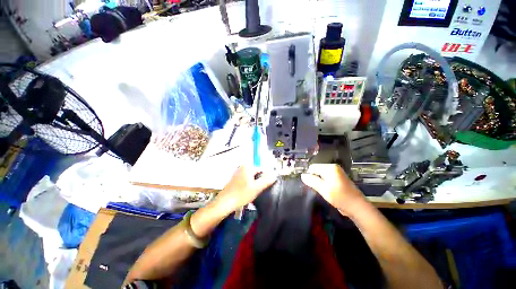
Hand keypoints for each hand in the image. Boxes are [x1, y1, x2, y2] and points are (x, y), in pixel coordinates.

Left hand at [214, 166, 276, 214]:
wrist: (224, 203)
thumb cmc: (241, 195)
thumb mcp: (256, 188)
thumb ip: (266, 180)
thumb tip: (274, 175)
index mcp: (248, 167)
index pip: (262, 170)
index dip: (265, 179)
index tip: (264, 188)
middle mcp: (242, 167)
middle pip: (256, 173)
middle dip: (259, 181)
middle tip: (257, 191)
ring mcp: (238, 172)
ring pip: (251, 177)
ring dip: (254, 183)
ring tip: (252, 192)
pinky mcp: (235, 178)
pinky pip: (246, 179)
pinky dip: (248, 184)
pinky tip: (246, 192)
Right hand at [301, 164, 367, 216]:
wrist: (357, 207)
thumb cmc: (340, 197)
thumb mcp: (323, 189)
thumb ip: (312, 181)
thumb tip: (302, 175)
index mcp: (330, 167)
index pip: (313, 167)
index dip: (309, 175)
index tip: (309, 185)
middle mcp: (333, 167)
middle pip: (317, 170)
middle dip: (314, 178)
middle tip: (316, 188)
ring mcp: (337, 173)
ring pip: (321, 175)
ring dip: (318, 182)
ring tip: (320, 190)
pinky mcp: (338, 179)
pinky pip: (326, 178)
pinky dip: (323, 183)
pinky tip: (325, 190)